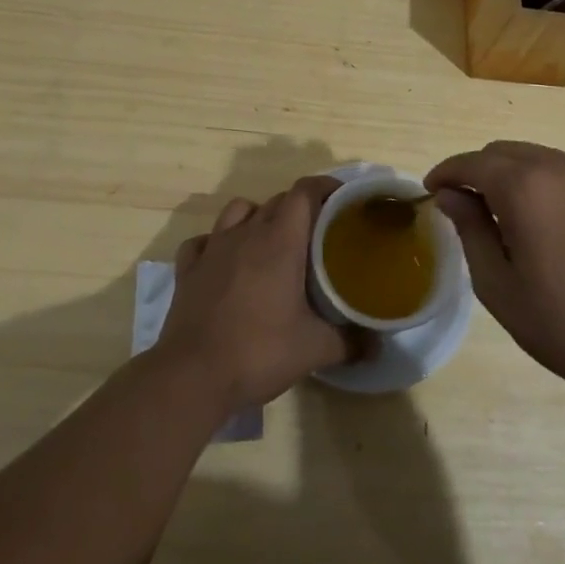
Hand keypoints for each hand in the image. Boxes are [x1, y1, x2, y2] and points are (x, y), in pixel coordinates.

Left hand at [156, 176, 358, 411]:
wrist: (192, 376)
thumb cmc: (259, 352)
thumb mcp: (315, 350)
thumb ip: (351, 342)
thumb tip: (377, 345)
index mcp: (280, 241)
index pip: (304, 192)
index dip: (325, 187)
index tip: (342, 199)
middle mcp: (246, 233)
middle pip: (277, 201)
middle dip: (299, 208)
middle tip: (317, 233)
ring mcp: (213, 248)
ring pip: (238, 210)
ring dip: (257, 217)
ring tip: (270, 242)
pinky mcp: (188, 269)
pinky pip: (204, 240)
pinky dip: (217, 243)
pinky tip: (224, 262)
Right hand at [425, 141, 564, 404]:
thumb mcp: (500, 286)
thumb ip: (471, 230)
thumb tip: (451, 196)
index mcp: (524, 185)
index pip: (471, 162)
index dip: (445, 173)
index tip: (431, 192)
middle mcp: (558, 167)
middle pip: (503, 152)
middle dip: (476, 171)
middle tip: (463, 206)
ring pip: (536, 159)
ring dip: (510, 175)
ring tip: (501, 215)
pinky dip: (542, 184)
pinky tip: (544, 223)